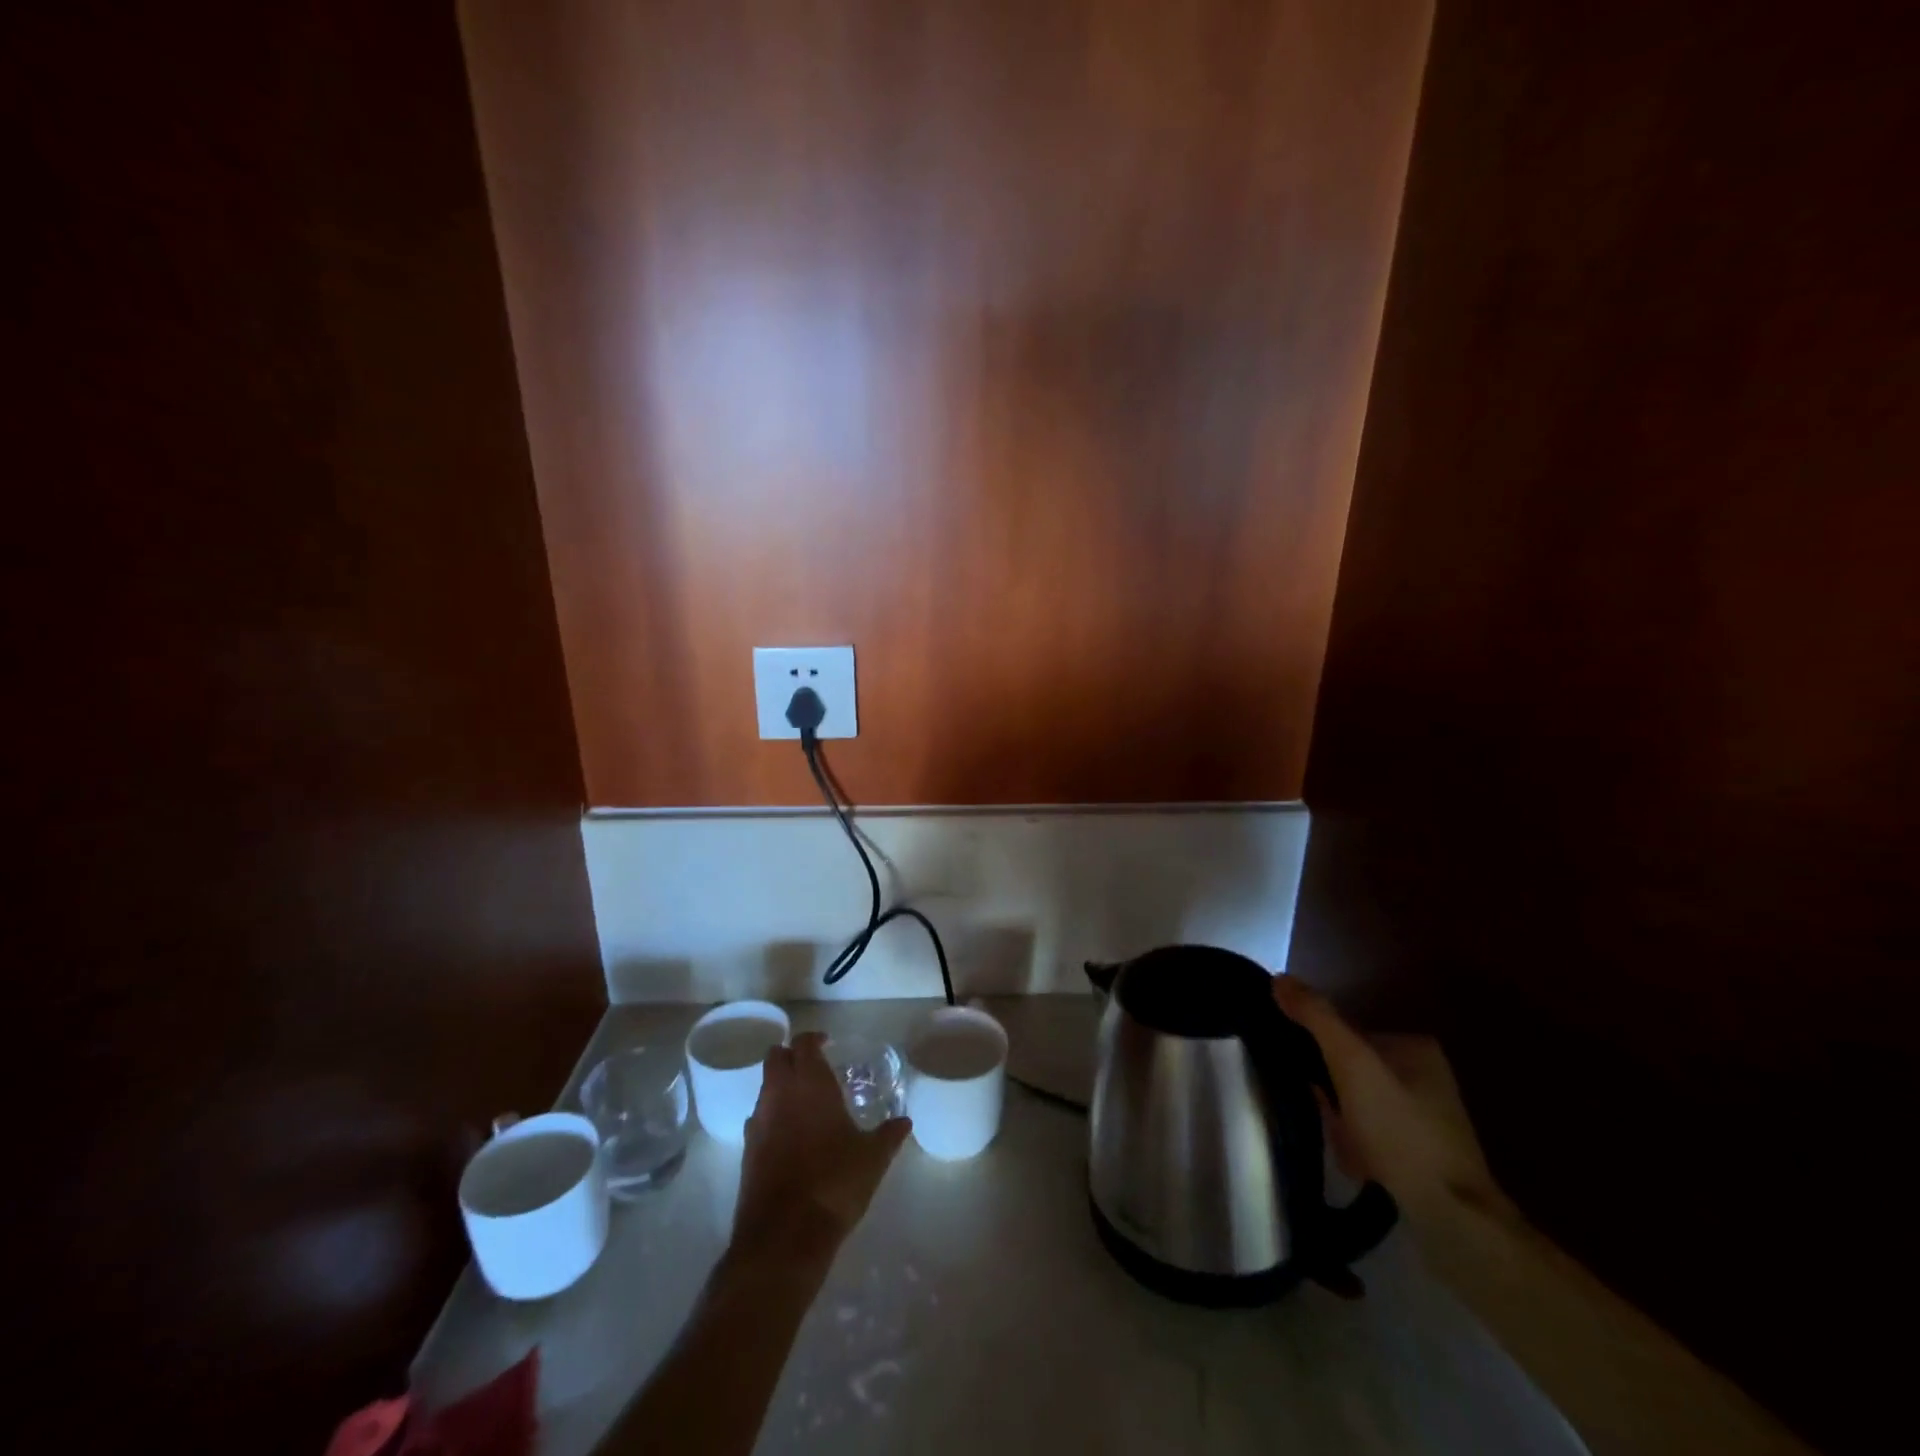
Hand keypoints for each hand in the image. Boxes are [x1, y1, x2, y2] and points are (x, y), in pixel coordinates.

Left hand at [731, 1032, 911, 1267]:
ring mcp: (759, 1122)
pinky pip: (759, 1118)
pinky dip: (772, 1116)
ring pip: (765, 1087)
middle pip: (776, 1057)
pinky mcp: (747, 1151)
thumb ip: (889, 1134)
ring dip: (780, 1086)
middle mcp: (780, 1093)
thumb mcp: (873, 1158)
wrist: (784, 1236)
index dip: (815, 1038)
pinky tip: (790, 1137)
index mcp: (810, 1083)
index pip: (804, 1043)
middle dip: (792, 1056)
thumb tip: (905, 1121)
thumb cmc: (834, 1183)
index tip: (828, 1043)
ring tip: (805, 1103)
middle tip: (814, 1067)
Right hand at [1272, 976, 1512, 1226]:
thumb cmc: (1401, 1130)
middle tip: (1329, 1118)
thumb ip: (1317, 1018)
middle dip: (1332, 1096)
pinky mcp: (1425, 1155)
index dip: (1321, 1056)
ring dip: (1342, 1123)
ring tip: (1344, 1146)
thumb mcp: (1352, 1063)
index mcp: (1415, 1047)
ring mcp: (1428, 1118)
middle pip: (1352, 1071)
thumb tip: (1280, 978)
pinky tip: (1359, 1166)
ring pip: (1359, 1105)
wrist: (1454, 1219)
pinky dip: (1359, 1148)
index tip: (1311, 1081)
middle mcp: (1426, 1076)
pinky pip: (1374, 1137)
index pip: (1347, 1035)